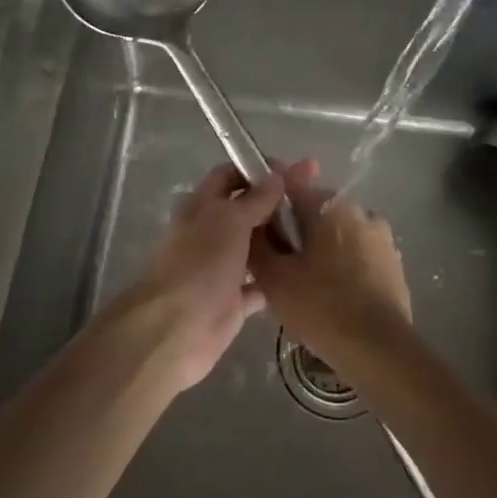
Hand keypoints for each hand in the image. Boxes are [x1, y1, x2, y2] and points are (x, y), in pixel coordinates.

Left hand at [122, 162, 302, 392]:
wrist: (176, 329)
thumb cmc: (200, 263)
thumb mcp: (230, 220)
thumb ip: (256, 199)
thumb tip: (278, 174)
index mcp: (203, 205)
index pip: (231, 175)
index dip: (259, 169)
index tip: (295, 170)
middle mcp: (212, 232)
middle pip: (248, 209)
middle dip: (277, 202)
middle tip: (317, 198)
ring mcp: (223, 267)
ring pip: (257, 246)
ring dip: (282, 239)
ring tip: (320, 231)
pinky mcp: (234, 301)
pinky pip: (261, 283)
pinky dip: (279, 278)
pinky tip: (306, 270)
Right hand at [249, 161, 410, 370]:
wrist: (379, 349)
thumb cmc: (321, 308)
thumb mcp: (274, 279)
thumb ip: (258, 243)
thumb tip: (252, 223)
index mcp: (327, 205)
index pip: (289, 183)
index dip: (269, 197)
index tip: (257, 218)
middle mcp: (357, 208)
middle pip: (315, 208)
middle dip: (296, 227)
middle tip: (280, 263)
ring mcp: (380, 233)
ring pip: (338, 230)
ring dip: (322, 245)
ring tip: (307, 283)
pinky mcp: (393, 258)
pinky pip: (358, 250)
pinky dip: (343, 262)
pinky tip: (334, 293)